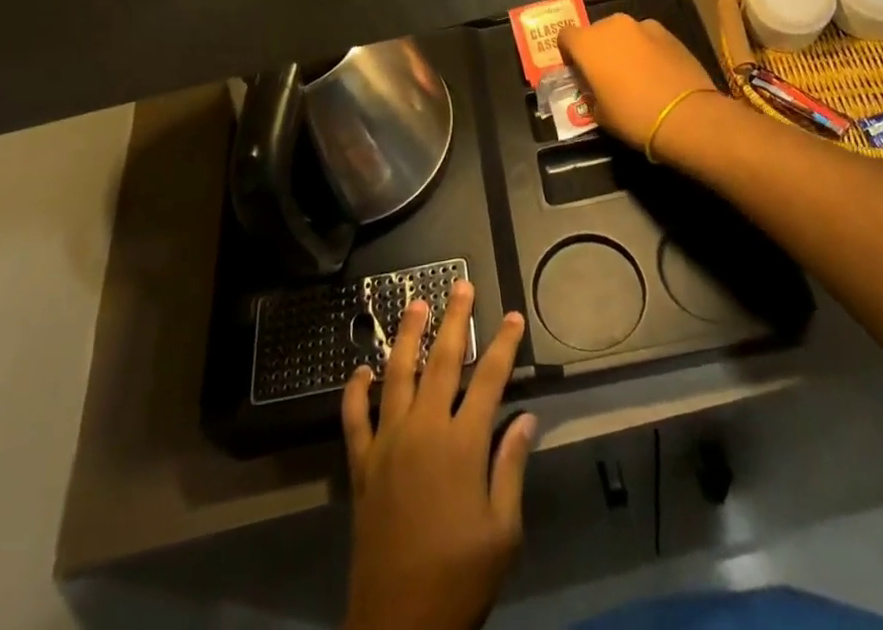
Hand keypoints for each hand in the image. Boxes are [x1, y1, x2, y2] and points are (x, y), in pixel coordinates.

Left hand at [341, 281, 534, 629]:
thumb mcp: (503, 530)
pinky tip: (361, 370)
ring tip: (415, 304)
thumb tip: (527, 419)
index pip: (490, 380)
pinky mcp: (362, 463)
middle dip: (455, 320)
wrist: (400, 624)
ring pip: (397, 374)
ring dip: (407, 336)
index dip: (504, 346)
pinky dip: (356, 390)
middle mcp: (424, 429)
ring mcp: (388, 442)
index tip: (514, 317)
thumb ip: (511, 467)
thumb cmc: (461, 578)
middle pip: (443, 361)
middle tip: (461, 285)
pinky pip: (355, 417)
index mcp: (463, 444)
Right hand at [557, 13, 720, 149]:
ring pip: (624, 33)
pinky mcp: (669, 33)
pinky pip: (647, 38)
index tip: (578, 72)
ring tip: (634, 73)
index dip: (569, 53)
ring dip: (623, 47)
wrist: (685, 115)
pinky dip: (647, 49)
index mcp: (587, 42)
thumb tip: (596, 90)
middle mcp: (612, 25)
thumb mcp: (599, 114)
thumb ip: (591, 93)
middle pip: (596, 31)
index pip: (565, 36)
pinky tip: (656, 72)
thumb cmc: (632, 116)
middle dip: (597, 49)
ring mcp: (643, 25)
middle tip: (605, 74)